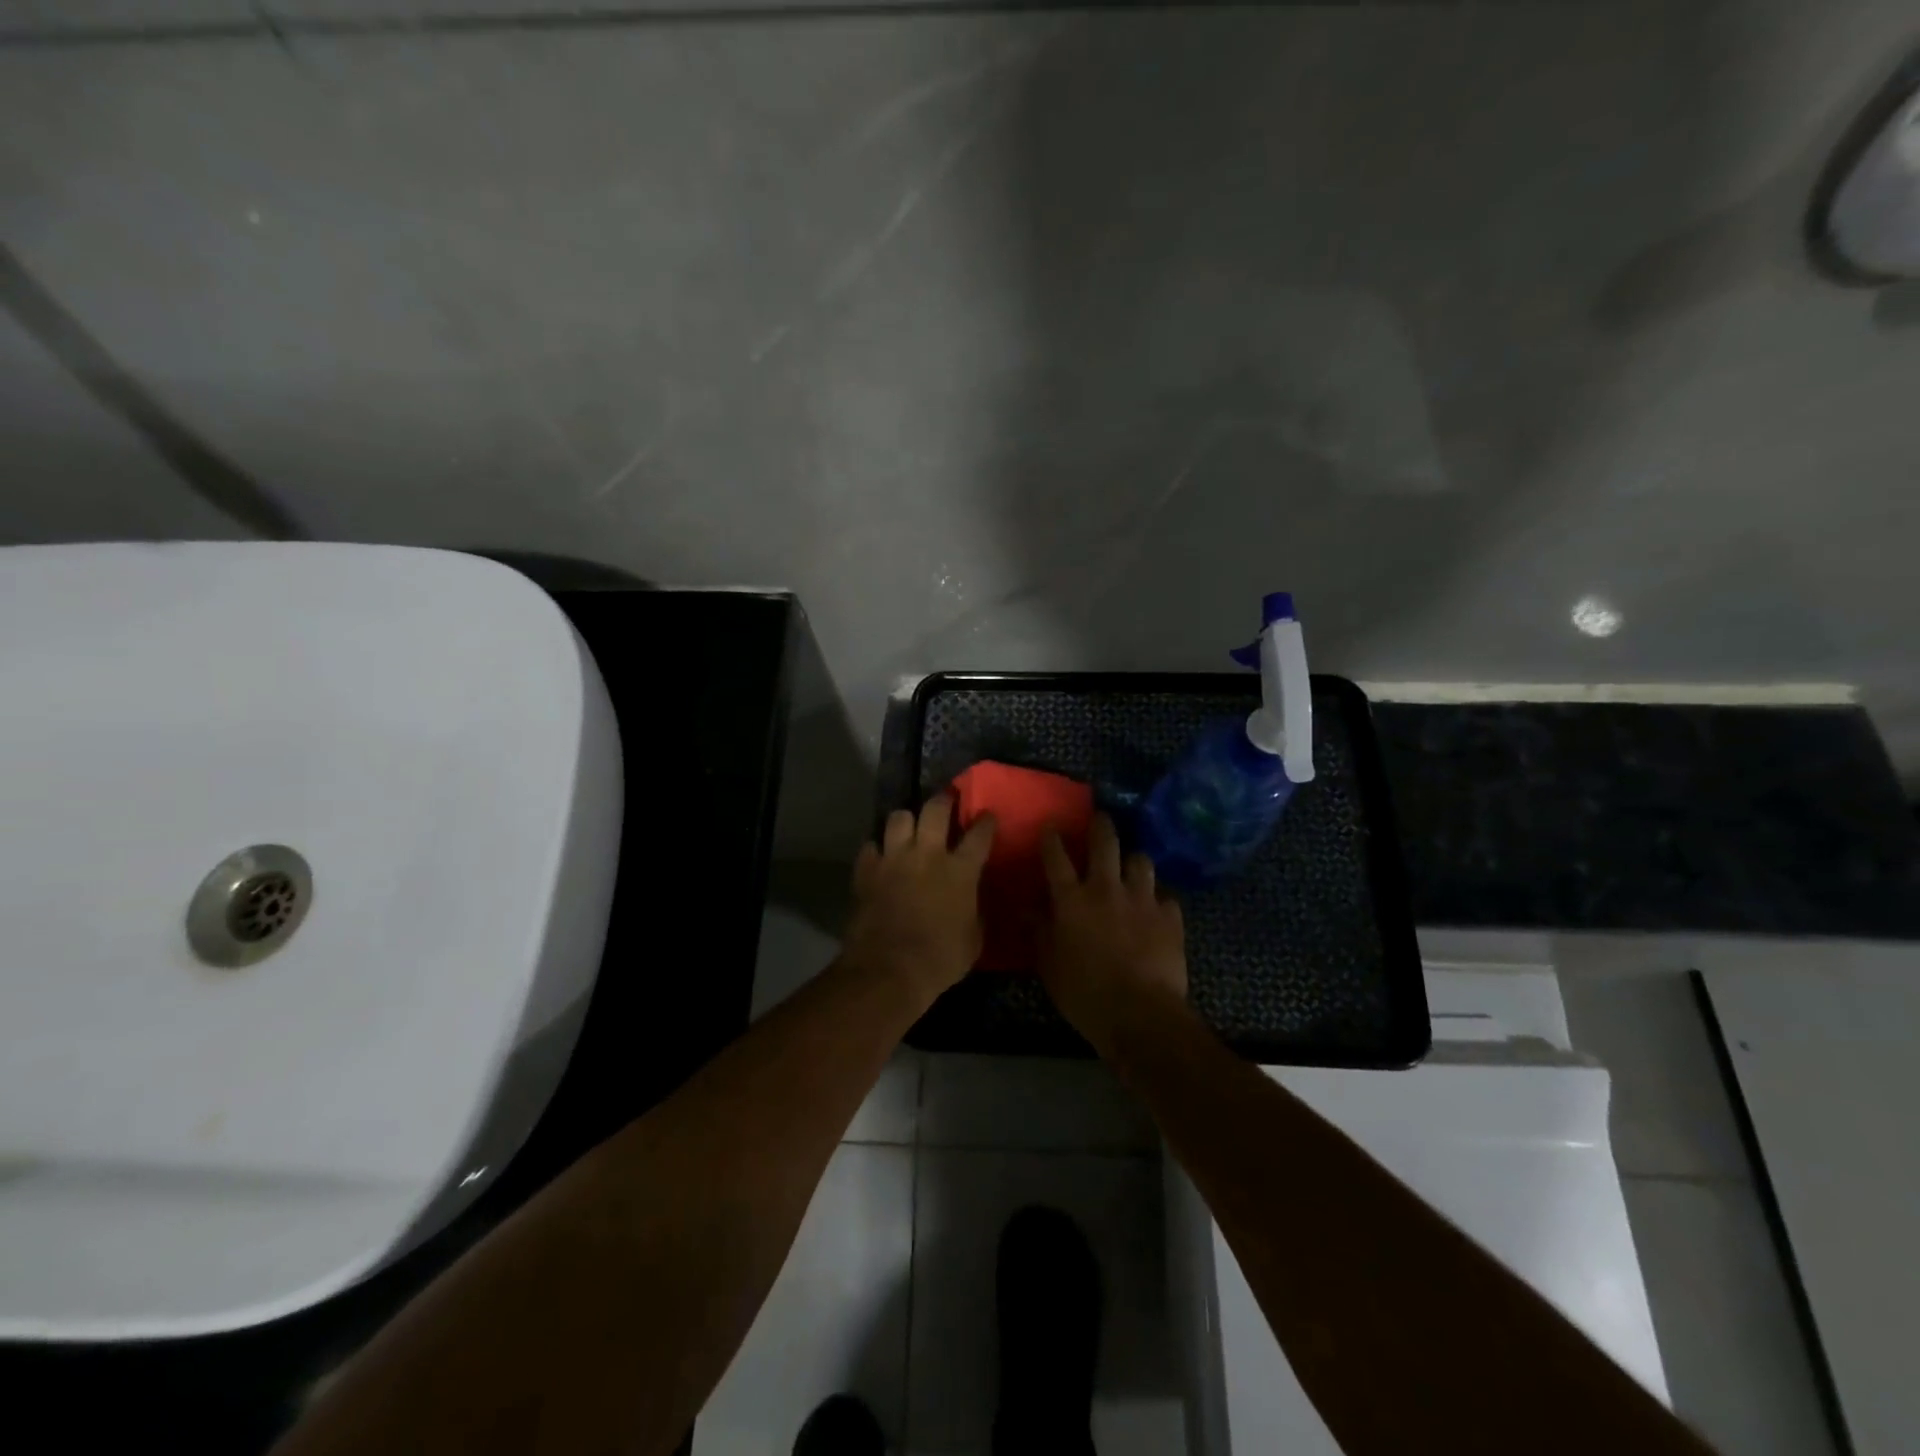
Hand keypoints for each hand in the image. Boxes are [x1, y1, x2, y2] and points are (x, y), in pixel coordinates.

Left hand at [842, 796, 994, 1014]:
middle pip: (935, 809)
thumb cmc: (939, 960)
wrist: (888, 971)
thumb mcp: (973, 941)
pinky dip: (876, 849)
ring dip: (906, 820)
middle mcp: (927, 855)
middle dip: (943, 800)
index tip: (987, 816)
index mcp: (960, 871)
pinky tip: (879, 856)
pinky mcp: (866, 871)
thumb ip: (975, 913)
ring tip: (908, 827)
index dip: (986, 822)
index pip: (979, 834)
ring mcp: (893, 859)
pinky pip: (870, 847)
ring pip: (898, 818)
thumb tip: (973, 905)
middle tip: (945, 801)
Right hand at [1038, 813, 1188, 1056]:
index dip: (1052, 837)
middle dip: (1100, 825)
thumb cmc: (1085, 994)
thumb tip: (1028, 908)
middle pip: (1105, 842)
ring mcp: (1142, 899)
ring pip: (1141, 860)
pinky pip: (1165, 897)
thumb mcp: (1049, 966)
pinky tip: (1157, 911)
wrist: (1141, 1014)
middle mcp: (1106, 888)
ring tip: (1132, 866)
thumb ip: (1039, 931)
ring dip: (1133, 861)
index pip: (1056, 856)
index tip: (1051, 826)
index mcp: (1072, 899)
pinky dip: (1159, 900)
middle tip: (1100, 820)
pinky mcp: (1170, 916)